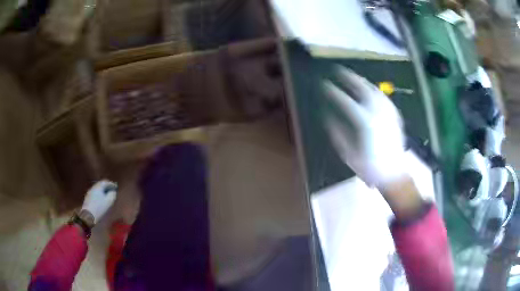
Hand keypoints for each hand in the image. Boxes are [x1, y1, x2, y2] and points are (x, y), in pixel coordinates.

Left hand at [81, 180, 116, 223]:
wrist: (88, 215)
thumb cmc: (99, 208)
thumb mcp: (109, 202)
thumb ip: (112, 195)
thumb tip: (113, 191)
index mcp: (98, 186)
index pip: (106, 182)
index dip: (111, 184)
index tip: (116, 187)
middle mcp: (93, 187)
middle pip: (101, 185)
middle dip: (107, 187)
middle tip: (112, 190)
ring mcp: (89, 192)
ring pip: (98, 189)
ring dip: (103, 191)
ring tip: (107, 195)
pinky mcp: (88, 198)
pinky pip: (95, 193)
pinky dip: (99, 194)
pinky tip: (101, 199)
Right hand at [323, 66, 406, 187]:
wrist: (393, 175)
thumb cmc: (369, 167)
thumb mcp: (348, 153)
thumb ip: (338, 133)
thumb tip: (329, 117)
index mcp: (365, 122)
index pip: (346, 101)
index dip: (334, 92)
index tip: (325, 85)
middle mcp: (378, 113)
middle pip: (364, 88)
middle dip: (350, 77)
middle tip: (340, 71)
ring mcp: (388, 114)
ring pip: (376, 91)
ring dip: (363, 82)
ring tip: (354, 78)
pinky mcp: (395, 117)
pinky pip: (384, 99)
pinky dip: (375, 91)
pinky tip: (371, 91)